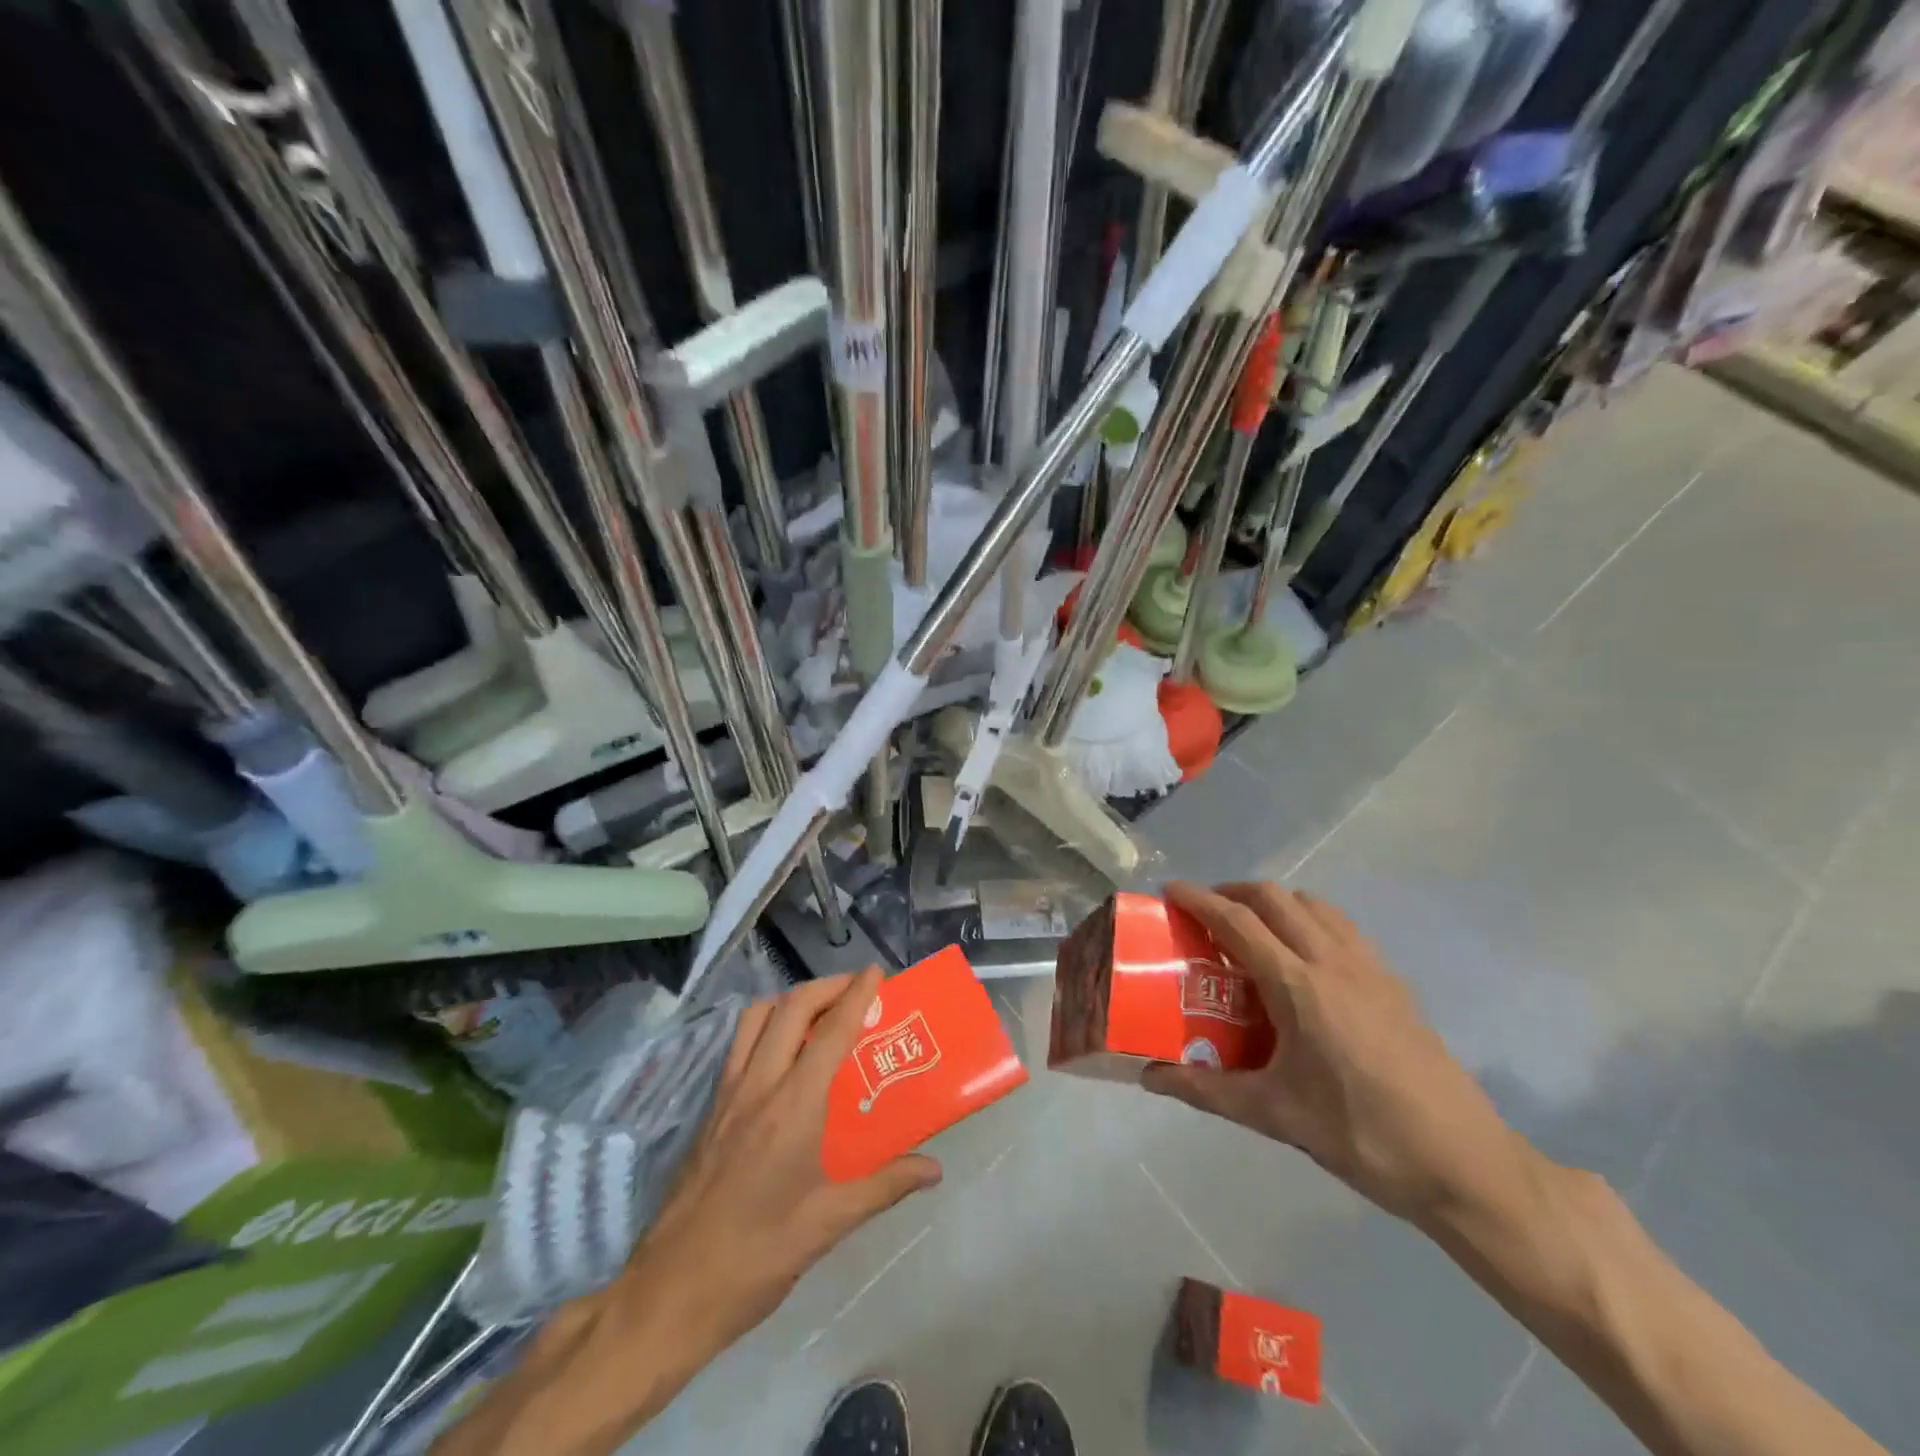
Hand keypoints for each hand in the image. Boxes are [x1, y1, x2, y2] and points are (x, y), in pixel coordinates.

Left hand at [615, 968, 943, 1357]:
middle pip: (791, 1008)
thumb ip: (884, 1187)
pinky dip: (767, 1025)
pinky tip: (784, 1055)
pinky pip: (740, 1044)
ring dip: (792, 1000)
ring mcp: (727, 1094)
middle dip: (827, 986)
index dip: (856, 996)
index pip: (831, 1032)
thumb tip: (935, 1169)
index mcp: (792, 1107)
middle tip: (857, 989)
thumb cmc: (755, 1258)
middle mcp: (758, 1085)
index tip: (877, 972)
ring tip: (821, 1013)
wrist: (669, 1293)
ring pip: (758, 1017)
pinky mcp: (710, 1108)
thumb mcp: (828, 1225)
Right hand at [1142, 881, 1528, 1226]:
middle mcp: (1334, 961)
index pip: (1239, 922)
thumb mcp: (1275, 1114)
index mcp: (1300, 986)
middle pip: (1276, 898)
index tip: (1170, 891)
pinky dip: (1309, 921)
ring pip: (1313, 905)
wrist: (1465, 1164)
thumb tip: (1150, 1077)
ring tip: (1251, 932)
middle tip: (1205, 914)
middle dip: (1234, 892)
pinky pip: (1341, 927)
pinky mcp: (1394, 983)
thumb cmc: (1362, 1135)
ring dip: (1274, 903)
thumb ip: (1206, 1090)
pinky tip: (1303, 962)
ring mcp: (1370, 968)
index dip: (1200, 899)